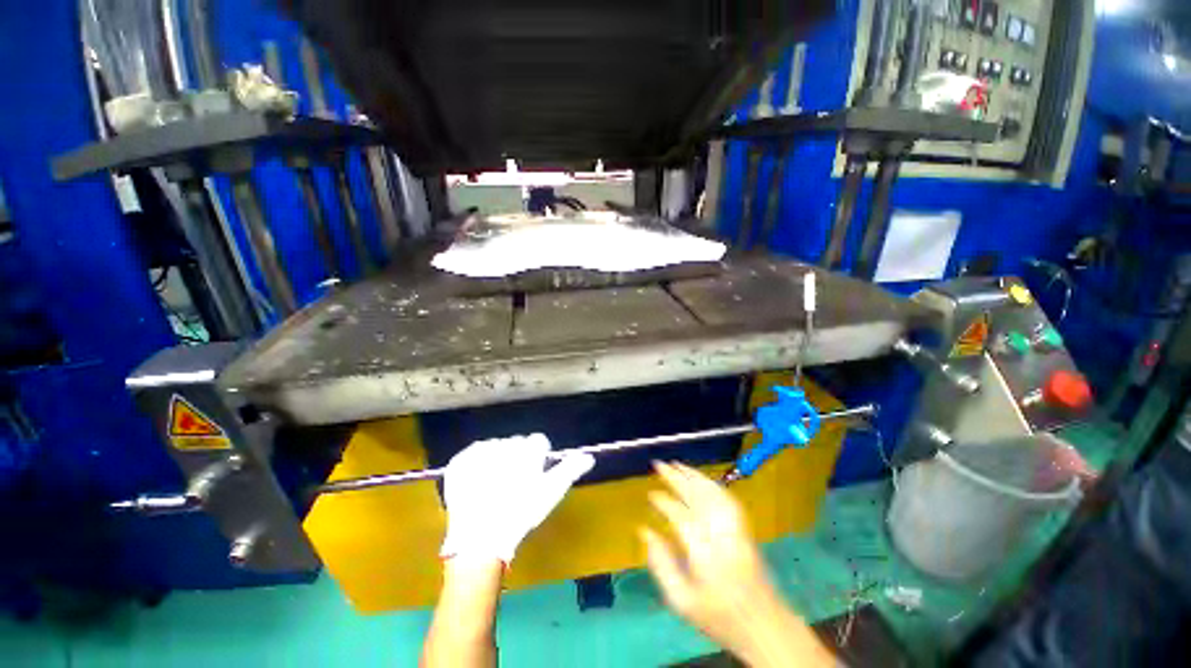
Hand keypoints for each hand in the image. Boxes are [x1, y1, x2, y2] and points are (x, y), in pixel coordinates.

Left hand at [440, 433, 593, 563]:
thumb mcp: (551, 492)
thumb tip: (588, 456)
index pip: (539, 442)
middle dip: (518, 458)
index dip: (538, 459)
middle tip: (513, 484)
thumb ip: (570, 469)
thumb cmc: (521, 514)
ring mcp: (480, 450)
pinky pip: (474, 453)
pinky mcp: (461, 460)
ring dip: (498, 460)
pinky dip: (477, 464)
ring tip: (494, 486)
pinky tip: (479, 481)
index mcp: (529, 448)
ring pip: (497, 447)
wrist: (481, 538)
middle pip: (518, 443)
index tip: (533, 477)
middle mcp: (506, 442)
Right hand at [642, 462, 833, 666]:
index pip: (681, 517)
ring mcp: (736, 528)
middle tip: (658, 464)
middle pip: (697, 496)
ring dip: (693, 475)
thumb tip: (645, 531)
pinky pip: (726, 497)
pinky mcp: (745, 527)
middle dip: (676, 477)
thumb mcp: (681, 601)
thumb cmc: (718, 616)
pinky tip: (700, 479)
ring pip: (713, 492)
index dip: (664, 502)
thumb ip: (661, 564)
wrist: (764, 624)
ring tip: (675, 464)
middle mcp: (721, 534)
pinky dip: (711, 484)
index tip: (650, 495)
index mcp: (705, 554)